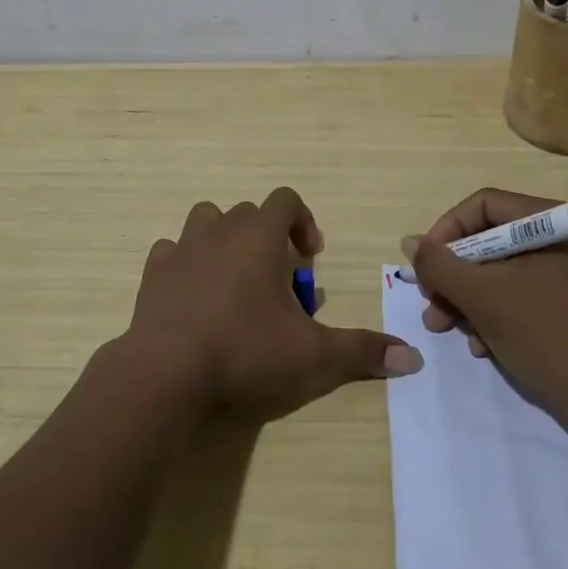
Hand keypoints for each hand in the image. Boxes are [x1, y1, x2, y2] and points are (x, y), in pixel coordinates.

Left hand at [127, 187, 422, 418]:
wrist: (167, 369)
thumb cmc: (245, 349)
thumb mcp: (312, 354)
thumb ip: (361, 351)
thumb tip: (413, 358)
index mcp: (260, 234)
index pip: (286, 199)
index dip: (303, 221)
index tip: (310, 257)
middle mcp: (221, 228)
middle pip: (250, 213)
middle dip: (268, 239)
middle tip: (278, 284)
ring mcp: (183, 246)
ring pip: (208, 221)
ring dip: (225, 241)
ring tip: (235, 282)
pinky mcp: (154, 270)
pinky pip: (172, 251)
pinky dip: (186, 264)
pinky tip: (194, 297)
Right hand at [402, 188, 567, 422]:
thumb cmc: (545, 336)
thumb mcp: (482, 297)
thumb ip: (440, 265)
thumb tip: (410, 242)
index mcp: (550, 222)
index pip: (483, 206)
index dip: (447, 231)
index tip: (425, 265)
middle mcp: (560, 238)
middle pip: (488, 240)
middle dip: (453, 274)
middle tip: (431, 301)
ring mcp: (564, 272)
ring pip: (498, 271)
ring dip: (466, 298)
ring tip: (444, 328)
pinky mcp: (564, 304)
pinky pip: (516, 294)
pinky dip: (491, 314)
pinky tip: (479, 345)